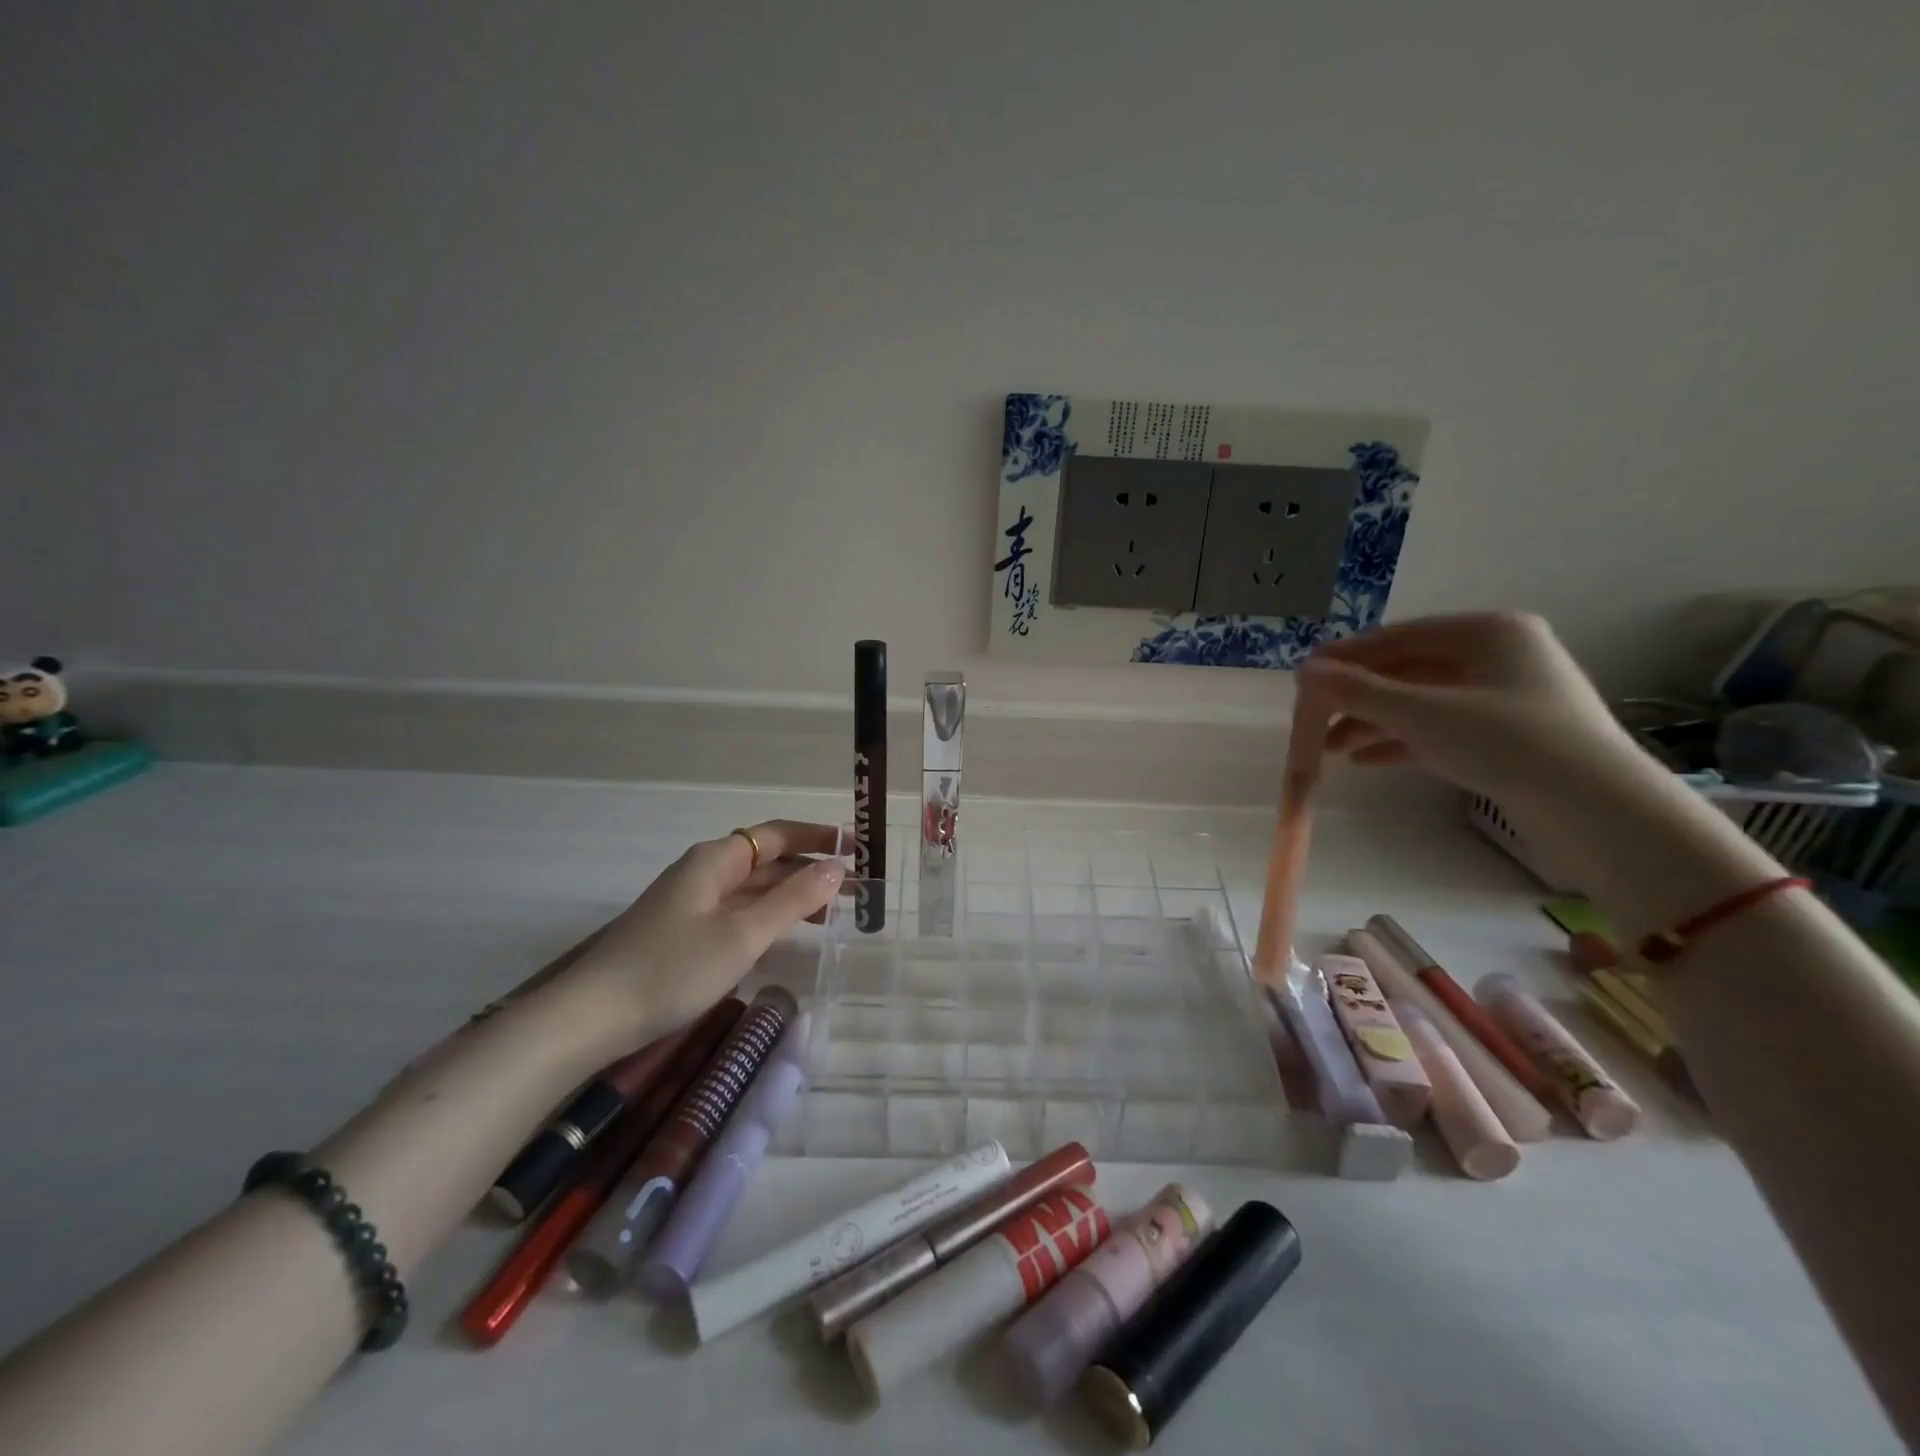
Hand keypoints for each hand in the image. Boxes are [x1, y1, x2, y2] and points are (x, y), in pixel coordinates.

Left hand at [560, 820, 845, 1043]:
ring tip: (832, 913)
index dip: (819, 836)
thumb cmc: (673, 968)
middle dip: (811, 869)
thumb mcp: (743, 934)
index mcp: (716, 859)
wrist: (591, 1017)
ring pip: (754, 888)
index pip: (777, 834)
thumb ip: (792, 899)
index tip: (858, 845)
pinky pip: (739, 910)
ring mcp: (693, 902)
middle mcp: (705, 871)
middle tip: (855, 888)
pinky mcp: (685, 931)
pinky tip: (787, 933)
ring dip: (792, 894)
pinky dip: (769, 915)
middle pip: (767, 860)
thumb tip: (836, 867)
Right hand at [1298, 612, 1643, 803]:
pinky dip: (1401, 741)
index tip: (1303, 677)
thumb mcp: (1420, 713)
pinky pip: (1439, 728)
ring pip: (1420, 702)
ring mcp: (1504, 697)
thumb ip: (1357, 690)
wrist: (1595, 809)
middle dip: (1357, 698)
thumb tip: (1303, 670)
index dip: (1346, 657)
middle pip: (1407, 671)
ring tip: (1329, 749)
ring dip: (1373, 722)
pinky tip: (1364, 760)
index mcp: (1486, 632)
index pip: (1397, 636)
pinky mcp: (1507, 735)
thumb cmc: (1506, 741)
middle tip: (1312, 719)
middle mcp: (1497, 656)